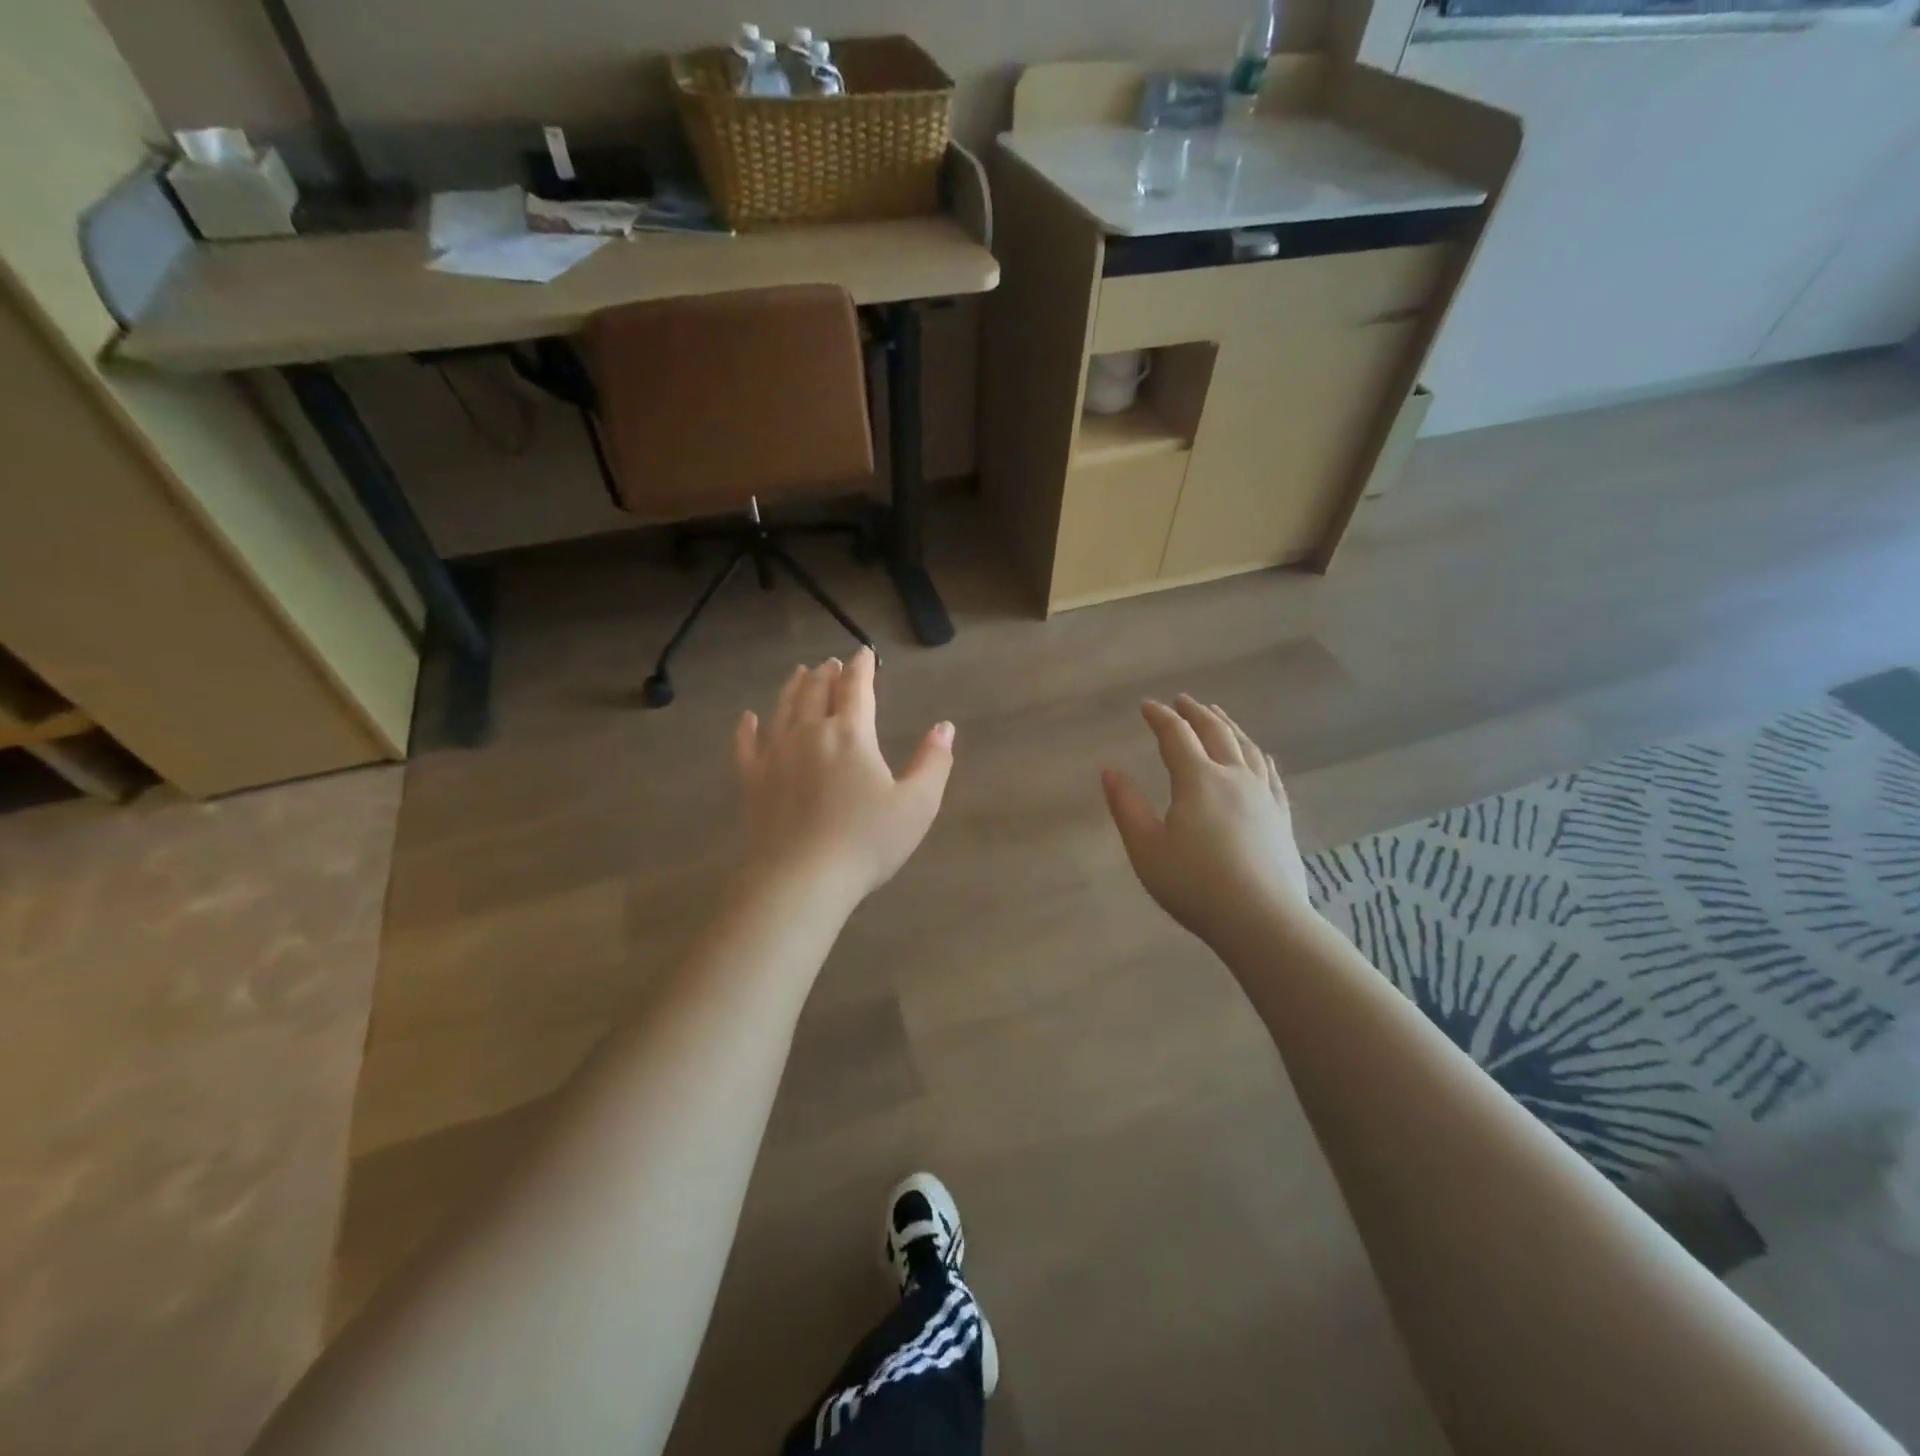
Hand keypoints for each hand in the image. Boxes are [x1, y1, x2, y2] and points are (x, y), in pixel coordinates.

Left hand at [735, 649, 953, 905]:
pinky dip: (748, 728)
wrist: (802, 879)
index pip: (857, 689)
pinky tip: (748, 718)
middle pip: (816, 692)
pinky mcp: (753, 781)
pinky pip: (747, 745)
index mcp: (851, 734)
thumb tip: (945, 727)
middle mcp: (810, 733)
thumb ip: (933, 762)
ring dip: (793, 688)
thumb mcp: (917, 805)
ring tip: (799, 673)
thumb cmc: (866, 841)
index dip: (862, 668)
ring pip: (783, 709)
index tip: (864, 653)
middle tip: (831, 664)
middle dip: (827, 674)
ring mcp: (776, 755)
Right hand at [1102, 697, 1315, 947]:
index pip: (1176, 736)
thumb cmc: (1194, 884)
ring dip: (1228, 726)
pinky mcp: (1281, 817)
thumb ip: (1126, 806)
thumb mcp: (1146, 848)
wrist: (1262, 920)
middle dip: (1196, 713)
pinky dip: (1260, 756)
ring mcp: (1263, 796)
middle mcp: (1234, 777)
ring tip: (1219, 715)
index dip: (1160, 717)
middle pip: (1216, 732)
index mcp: (1198, 780)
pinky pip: (1271, 774)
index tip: (1146, 706)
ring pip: (1246, 748)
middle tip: (1183, 700)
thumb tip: (1110, 771)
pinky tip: (1260, 756)